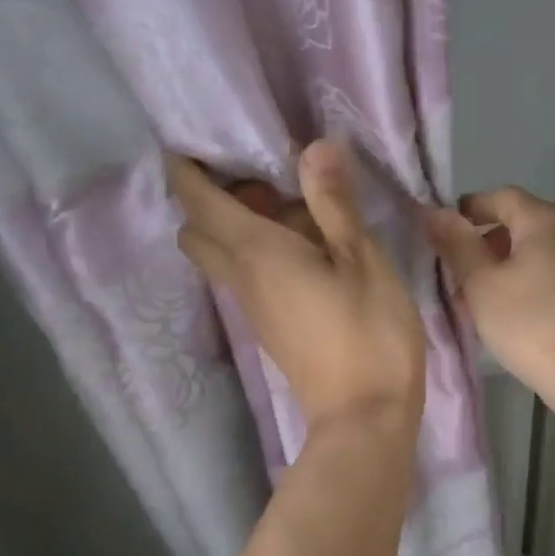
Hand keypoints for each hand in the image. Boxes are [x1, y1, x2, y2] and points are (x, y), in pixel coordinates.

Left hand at [169, 141, 425, 431]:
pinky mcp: (269, 326)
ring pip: (221, 253)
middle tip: (264, 177)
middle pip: (197, 229)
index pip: (196, 199)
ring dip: (239, 224)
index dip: (185, 166)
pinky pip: (246, 275)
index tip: (197, 137)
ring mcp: (252, 307)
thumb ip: (334, 204)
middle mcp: (240, 277)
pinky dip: (259, 250)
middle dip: (212, 196)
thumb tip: (314, 146)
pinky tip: (309, 246)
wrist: (363, 418)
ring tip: (297, 206)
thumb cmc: (369, 334)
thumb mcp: (363, 261)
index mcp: (255, 252)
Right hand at [425, 187, 554, 389]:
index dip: (466, 210)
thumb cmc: (529, 321)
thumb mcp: (481, 282)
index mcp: (543, 219)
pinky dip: (517, 286)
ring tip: (468, 301)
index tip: (438, 234)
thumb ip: (456, 244)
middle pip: (515, 225)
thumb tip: (434, 211)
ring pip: (527, 255)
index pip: (499, 197)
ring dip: (496, 270)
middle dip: (478, 244)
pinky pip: (542, 277)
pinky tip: (499, 316)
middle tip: (449, 273)